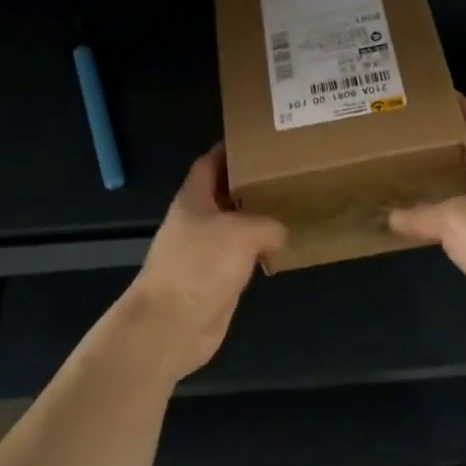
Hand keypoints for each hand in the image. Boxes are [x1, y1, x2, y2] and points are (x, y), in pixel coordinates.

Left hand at [122, 146, 285, 379]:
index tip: (259, 140)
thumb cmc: (200, 265)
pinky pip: (243, 257)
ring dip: (260, 220)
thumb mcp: (242, 232)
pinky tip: (284, 248)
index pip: (210, 163)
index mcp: (194, 199)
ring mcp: (206, 252)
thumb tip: (278, 237)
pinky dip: (261, 252)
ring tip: (293, 206)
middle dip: (253, 184)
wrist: (172, 325)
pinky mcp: (217, 280)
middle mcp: (198, 221)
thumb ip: (268, 224)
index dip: (230, 149)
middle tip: (288, 173)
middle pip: (227, 194)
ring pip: (238, 227)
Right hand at [390, 100, 465, 334]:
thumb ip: (419, 216)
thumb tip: (389, 216)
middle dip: (451, 155)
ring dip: (457, 193)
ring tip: (424, 188)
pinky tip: (446, 233)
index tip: (443, 95)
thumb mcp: (451, 220)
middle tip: (417, 146)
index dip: (460, 112)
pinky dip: (463, 227)